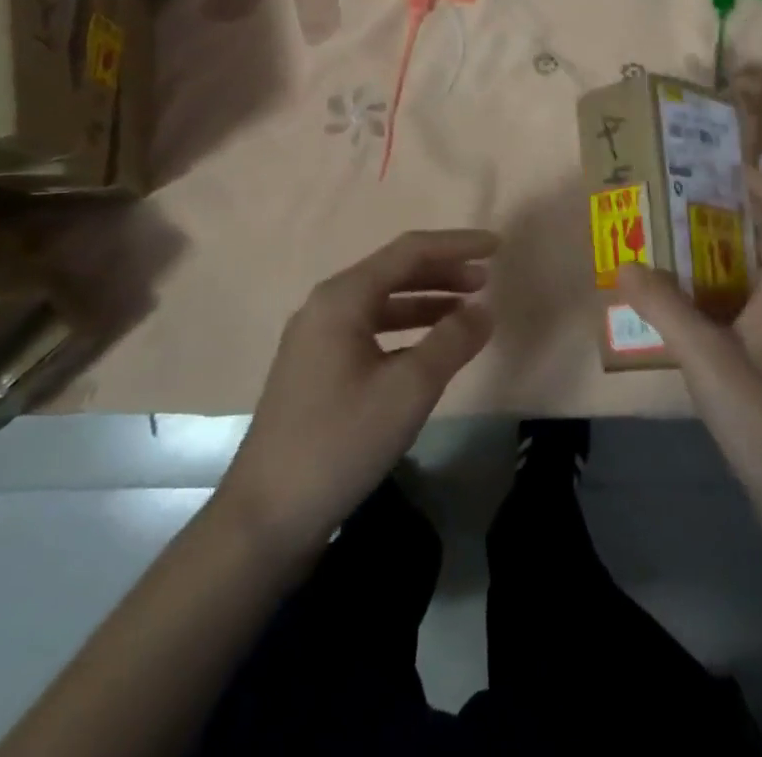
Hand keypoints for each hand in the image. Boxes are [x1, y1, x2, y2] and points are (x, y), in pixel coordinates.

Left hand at [221, 230, 497, 556]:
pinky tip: (429, 347)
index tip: (496, 246)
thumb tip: (484, 309)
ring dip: (427, 300)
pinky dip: (406, 328)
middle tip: (486, 280)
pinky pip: (370, 328)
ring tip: (468, 309)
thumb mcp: (408, 390)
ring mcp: (317, 336)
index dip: (456, 245)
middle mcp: (326, 305)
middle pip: (394, 271)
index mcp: (342, 297)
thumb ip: (452, 341)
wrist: (264, 517)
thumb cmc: (340, 442)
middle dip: (443, 271)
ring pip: (382, 301)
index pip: (409, 251)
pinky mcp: (316, 366)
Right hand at [618, 167, 761, 563]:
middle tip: (684, 200)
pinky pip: (753, 307)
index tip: (725, 167)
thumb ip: (663, 307)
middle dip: (733, 215)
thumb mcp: (705, 356)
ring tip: (676, 243)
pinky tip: (687, 307)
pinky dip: (723, 293)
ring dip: (725, 254)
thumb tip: (624, 263)